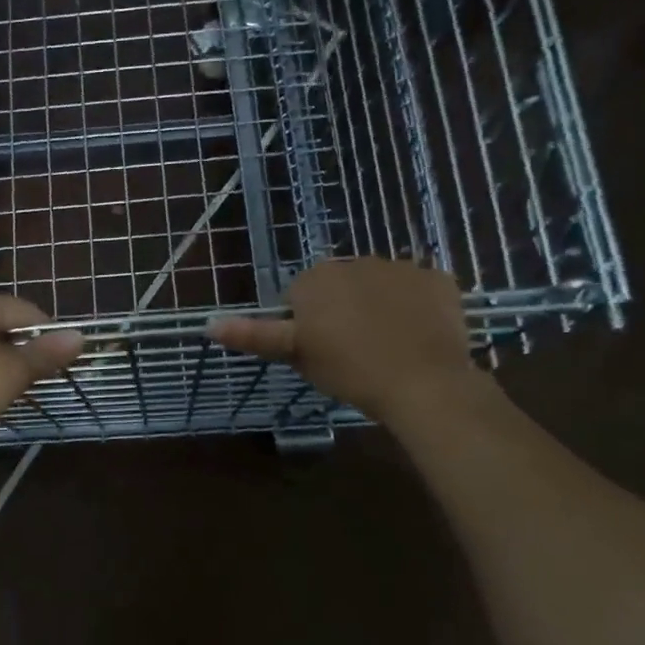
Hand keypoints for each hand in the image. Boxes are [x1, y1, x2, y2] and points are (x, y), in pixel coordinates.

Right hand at [207, 257, 471, 422]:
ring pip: (379, 285)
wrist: (423, 383)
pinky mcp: (436, 278)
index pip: (300, 297)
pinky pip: (419, 289)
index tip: (321, 352)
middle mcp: (353, 261)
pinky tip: (419, 335)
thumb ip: (254, 335)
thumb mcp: (295, 355)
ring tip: (389, 345)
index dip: (307, 326)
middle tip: (352, 350)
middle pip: (340, 286)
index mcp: (315, 278)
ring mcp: (399, 266)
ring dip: (378, 305)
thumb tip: (208, 323)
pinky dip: (417, 307)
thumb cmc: (349, 371)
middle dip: (342, 309)